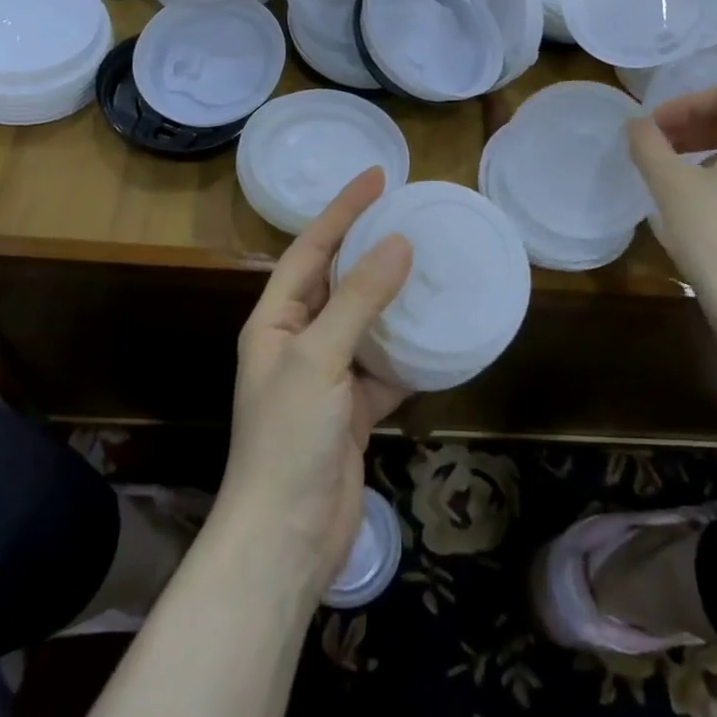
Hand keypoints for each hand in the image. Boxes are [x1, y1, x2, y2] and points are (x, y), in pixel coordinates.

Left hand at [219, 167, 413, 599]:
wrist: (285, 539)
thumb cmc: (288, 439)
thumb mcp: (319, 359)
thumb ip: (360, 300)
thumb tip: (400, 244)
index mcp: (276, 320)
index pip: (311, 247)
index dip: (343, 210)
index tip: (379, 176)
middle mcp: (298, 340)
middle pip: (339, 280)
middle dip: (372, 248)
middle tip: (413, 217)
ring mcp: (327, 376)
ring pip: (366, 322)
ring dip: (396, 299)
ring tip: (434, 266)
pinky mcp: (353, 409)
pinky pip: (385, 366)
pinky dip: (410, 352)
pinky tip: (440, 336)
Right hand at [630, 84, 716, 353]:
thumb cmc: (715, 238)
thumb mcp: (670, 187)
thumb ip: (648, 146)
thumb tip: (637, 125)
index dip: (684, 103)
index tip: (653, 128)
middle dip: (694, 128)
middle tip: (659, 149)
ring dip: (710, 154)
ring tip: (677, 179)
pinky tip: (705, 213)